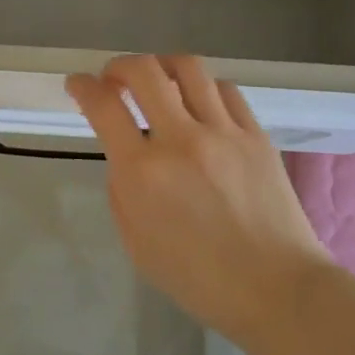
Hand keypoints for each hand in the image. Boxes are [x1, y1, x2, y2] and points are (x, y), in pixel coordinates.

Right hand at [66, 55, 329, 340]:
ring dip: (161, 66)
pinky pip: (225, 90)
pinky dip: (202, 87)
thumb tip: (126, 155)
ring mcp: (223, 133)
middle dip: (119, 66)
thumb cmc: (198, 278)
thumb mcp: (136, 243)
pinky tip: (198, 102)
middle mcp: (181, 140)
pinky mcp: (256, 135)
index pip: (103, 106)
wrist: (276, 288)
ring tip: (157, 81)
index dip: (82, 86)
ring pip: (188, 68)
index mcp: (143, 172)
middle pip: (144, 71)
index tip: (77, 84)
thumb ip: (122, 190)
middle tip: (114, 79)